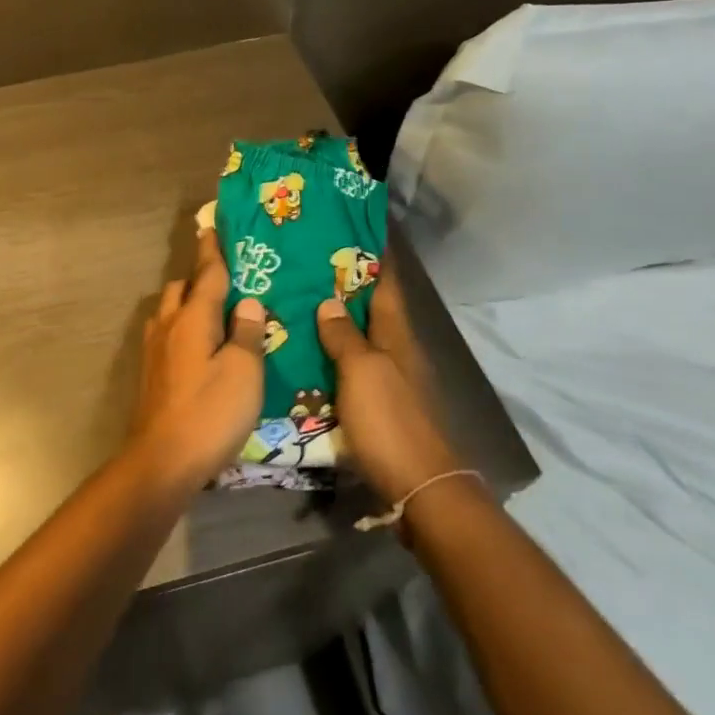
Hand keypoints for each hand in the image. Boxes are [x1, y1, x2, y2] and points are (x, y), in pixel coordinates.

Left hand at [128, 227, 266, 489]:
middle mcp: (167, 326)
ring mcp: (153, 350)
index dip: (212, 251)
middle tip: (225, 277)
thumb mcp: (243, 372)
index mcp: (192, 319)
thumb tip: (248, 302)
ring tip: (212, 310)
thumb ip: (246, 333)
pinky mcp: (150, 372)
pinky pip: (165, 333)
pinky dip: (181, 326)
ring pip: (168, 310)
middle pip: (181, 288)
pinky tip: (195, 344)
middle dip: (199, 276)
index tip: (211, 226)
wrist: (162, 459)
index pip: (206, 275)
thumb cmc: (210, 413)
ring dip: (187, 301)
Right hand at [316, 261, 462, 502]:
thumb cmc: (390, 421)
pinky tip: (305, 354)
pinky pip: (350, 367)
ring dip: (335, 320)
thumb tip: (329, 300)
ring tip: (296, 301)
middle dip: (345, 285)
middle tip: (305, 264)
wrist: (418, 486)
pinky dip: (331, 354)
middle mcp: (395, 351)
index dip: (373, 257)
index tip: (351, 229)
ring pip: (359, 338)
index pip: (386, 284)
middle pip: (371, 309)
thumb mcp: (362, 371)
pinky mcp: (377, 405)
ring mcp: (388, 379)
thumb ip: (344, 336)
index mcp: (396, 335)